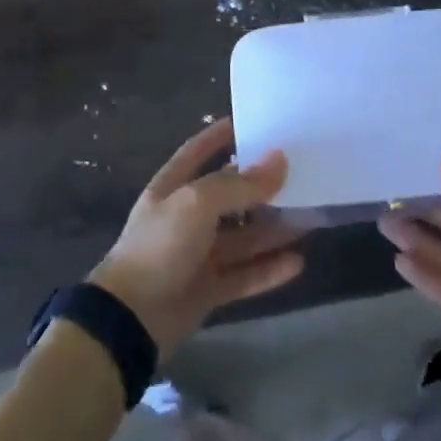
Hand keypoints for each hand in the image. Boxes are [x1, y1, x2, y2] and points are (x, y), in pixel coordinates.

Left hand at [90, 118, 306, 358]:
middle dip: (261, 187)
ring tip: (310, 217)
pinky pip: (245, 275)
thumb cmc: (160, 246)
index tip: (250, 122)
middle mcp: (186, 217)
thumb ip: (240, 184)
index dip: (219, 135)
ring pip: (243, 238)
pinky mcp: (208, 289)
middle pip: (229, 196)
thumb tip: (280, 159)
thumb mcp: (197, 203)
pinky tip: (297, 262)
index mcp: (173, 188)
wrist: (130, 319)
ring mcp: (197, 255)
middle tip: (300, 174)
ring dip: (273, 229)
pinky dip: (269, 269)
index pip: (197, 151)